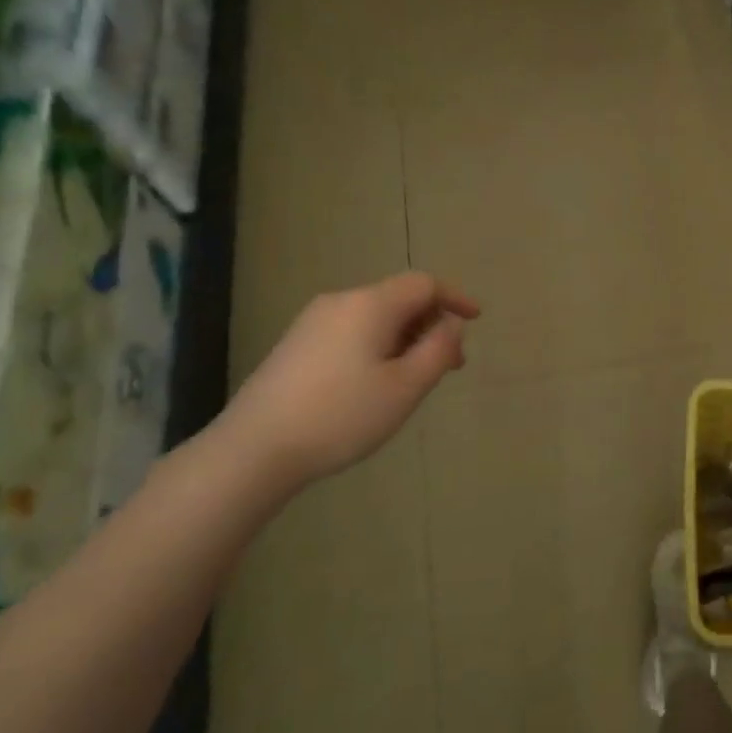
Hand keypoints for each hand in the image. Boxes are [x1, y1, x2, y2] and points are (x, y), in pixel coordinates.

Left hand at [218, 274, 478, 488]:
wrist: (255, 448)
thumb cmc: (342, 415)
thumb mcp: (406, 387)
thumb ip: (438, 350)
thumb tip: (450, 324)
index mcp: (370, 305)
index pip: (423, 284)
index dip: (455, 298)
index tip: (476, 320)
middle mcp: (340, 302)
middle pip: (399, 299)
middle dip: (431, 325)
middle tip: (451, 365)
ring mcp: (313, 322)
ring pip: (375, 317)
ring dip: (406, 338)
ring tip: (417, 380)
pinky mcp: (297, 345)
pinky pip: (352, 332)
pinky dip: (379, 346)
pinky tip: (377, 384)